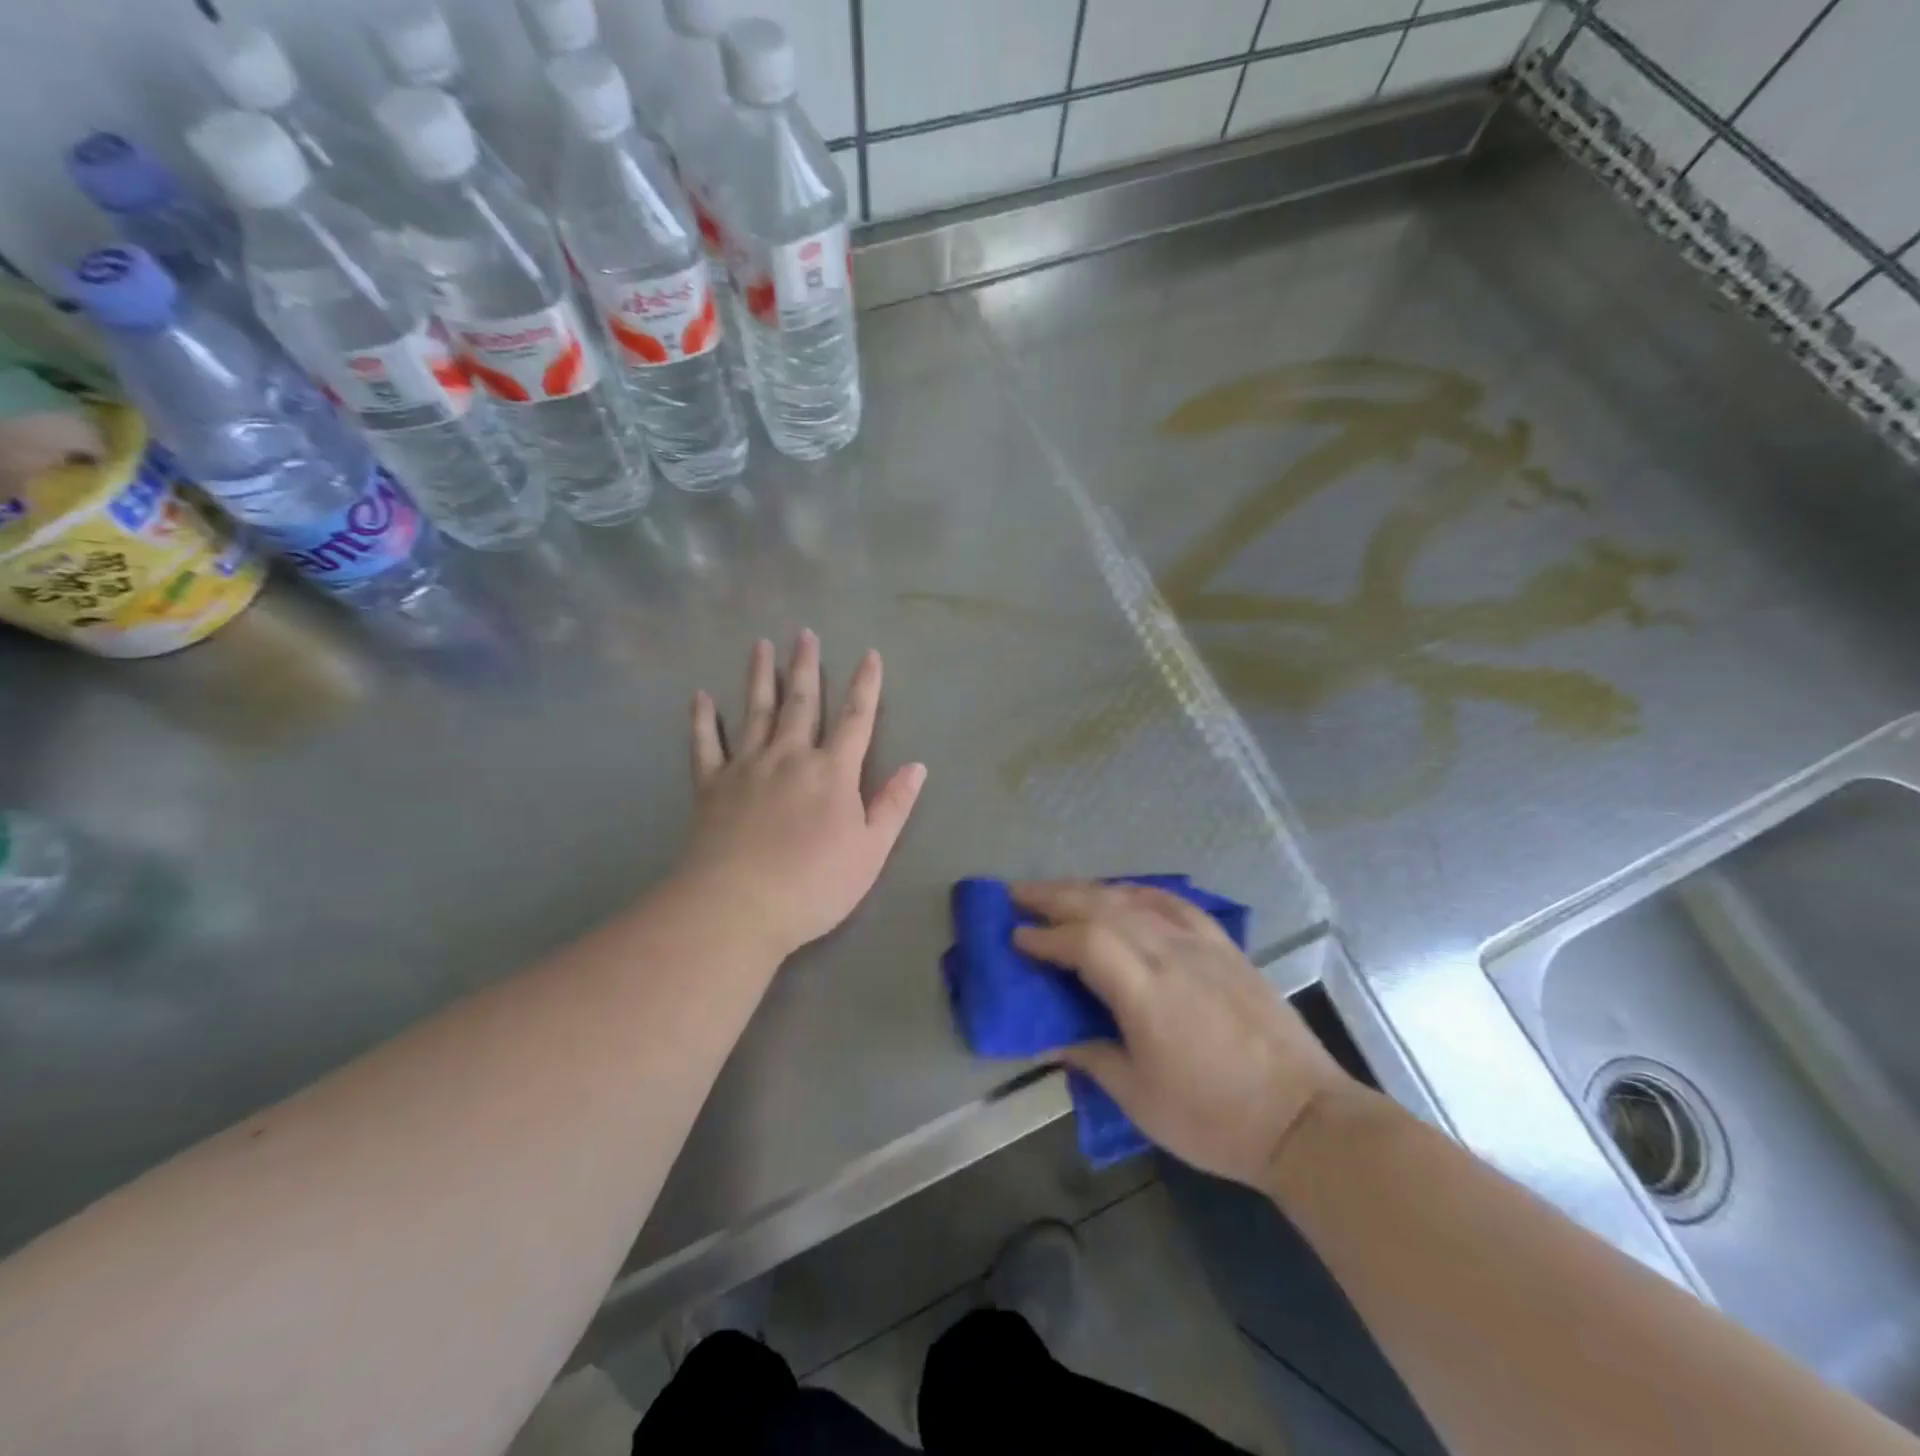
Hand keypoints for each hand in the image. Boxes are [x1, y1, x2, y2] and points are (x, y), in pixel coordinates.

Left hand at [679, 631, 926, 958]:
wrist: (738, 906)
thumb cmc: (814, 884)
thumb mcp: (870, 852)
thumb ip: (893, 806)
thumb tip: (917, 766)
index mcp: (832, 772)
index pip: (855, 720)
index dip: (865, 686)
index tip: (869, 654)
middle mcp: (790, 757)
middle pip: (801, 703)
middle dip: (805, 667)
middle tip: (804, 634)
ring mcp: (747, 767)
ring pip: (756, 711)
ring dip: (760, 676)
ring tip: (761, 646)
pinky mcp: (711, 785)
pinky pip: (706, 743)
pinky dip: (703, 719)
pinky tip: (700, 696)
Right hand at [1013, 881, 1358, 1187]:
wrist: (1303, 1118)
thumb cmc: (1214, 1118)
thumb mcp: (1139, 1098)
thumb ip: (1091, 1056)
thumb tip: (1051, 1038)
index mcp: (1145, 992)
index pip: (1083, 943)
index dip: (1044, 936)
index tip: (1015, 937)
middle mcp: (1170, 954)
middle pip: (1102, 906)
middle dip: (1055, 896)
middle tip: (1018, 895)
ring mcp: (1201, 944)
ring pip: (1135, 899)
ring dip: (1090, 889)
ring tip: (1059, 890)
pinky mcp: (1225, 946)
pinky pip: (1174, 903)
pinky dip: (1140, 891)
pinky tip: (1125, 892)